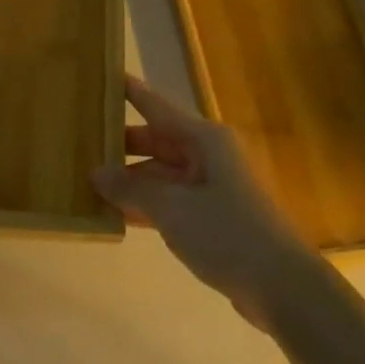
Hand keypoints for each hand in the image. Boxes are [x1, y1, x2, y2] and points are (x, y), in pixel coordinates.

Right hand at [93, 74, 320, 325]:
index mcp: (205, 140)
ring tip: (88, 181)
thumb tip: (96, 172)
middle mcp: (209, 156)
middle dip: (122, 145)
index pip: (158, 108)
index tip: (105, 76)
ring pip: (162, 174)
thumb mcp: (172, 208)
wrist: (283, 286)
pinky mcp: (214, 217)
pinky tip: (116, 214)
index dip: (131, 93)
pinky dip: (147, 205)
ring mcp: (212, 187)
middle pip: (158, 142)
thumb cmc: (228, 233)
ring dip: (131, 180)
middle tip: (81, 143)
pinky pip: (172, 200)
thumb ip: (132, 188)